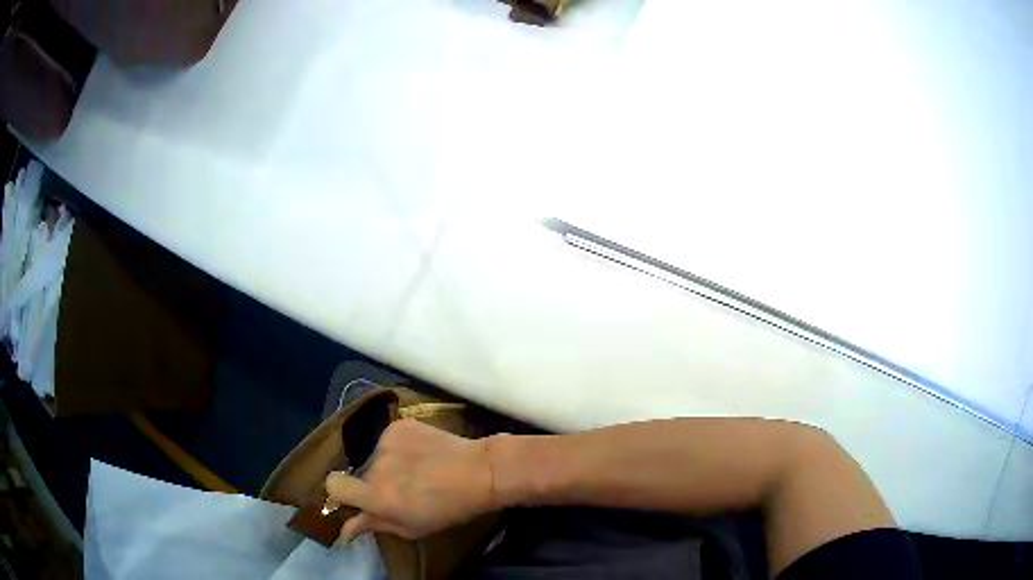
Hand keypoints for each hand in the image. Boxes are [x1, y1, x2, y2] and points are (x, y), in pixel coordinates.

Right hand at [325, 418, 495, 543]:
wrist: (479, 472)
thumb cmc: (448, 509)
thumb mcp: (411, 528)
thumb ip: (373, 524)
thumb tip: (344, 529)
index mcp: (376, 496)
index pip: (333, 485)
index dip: (340, 491)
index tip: (355, 496)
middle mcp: (375, 465)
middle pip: (361, 472)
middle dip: (374, 481)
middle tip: (401, 488)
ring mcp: (386, 440)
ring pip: (376, 455)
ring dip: (389, 463)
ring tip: (418, 469)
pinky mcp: (400, 424)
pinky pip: (390, 439)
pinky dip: (400, 446)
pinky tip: (423, 453)